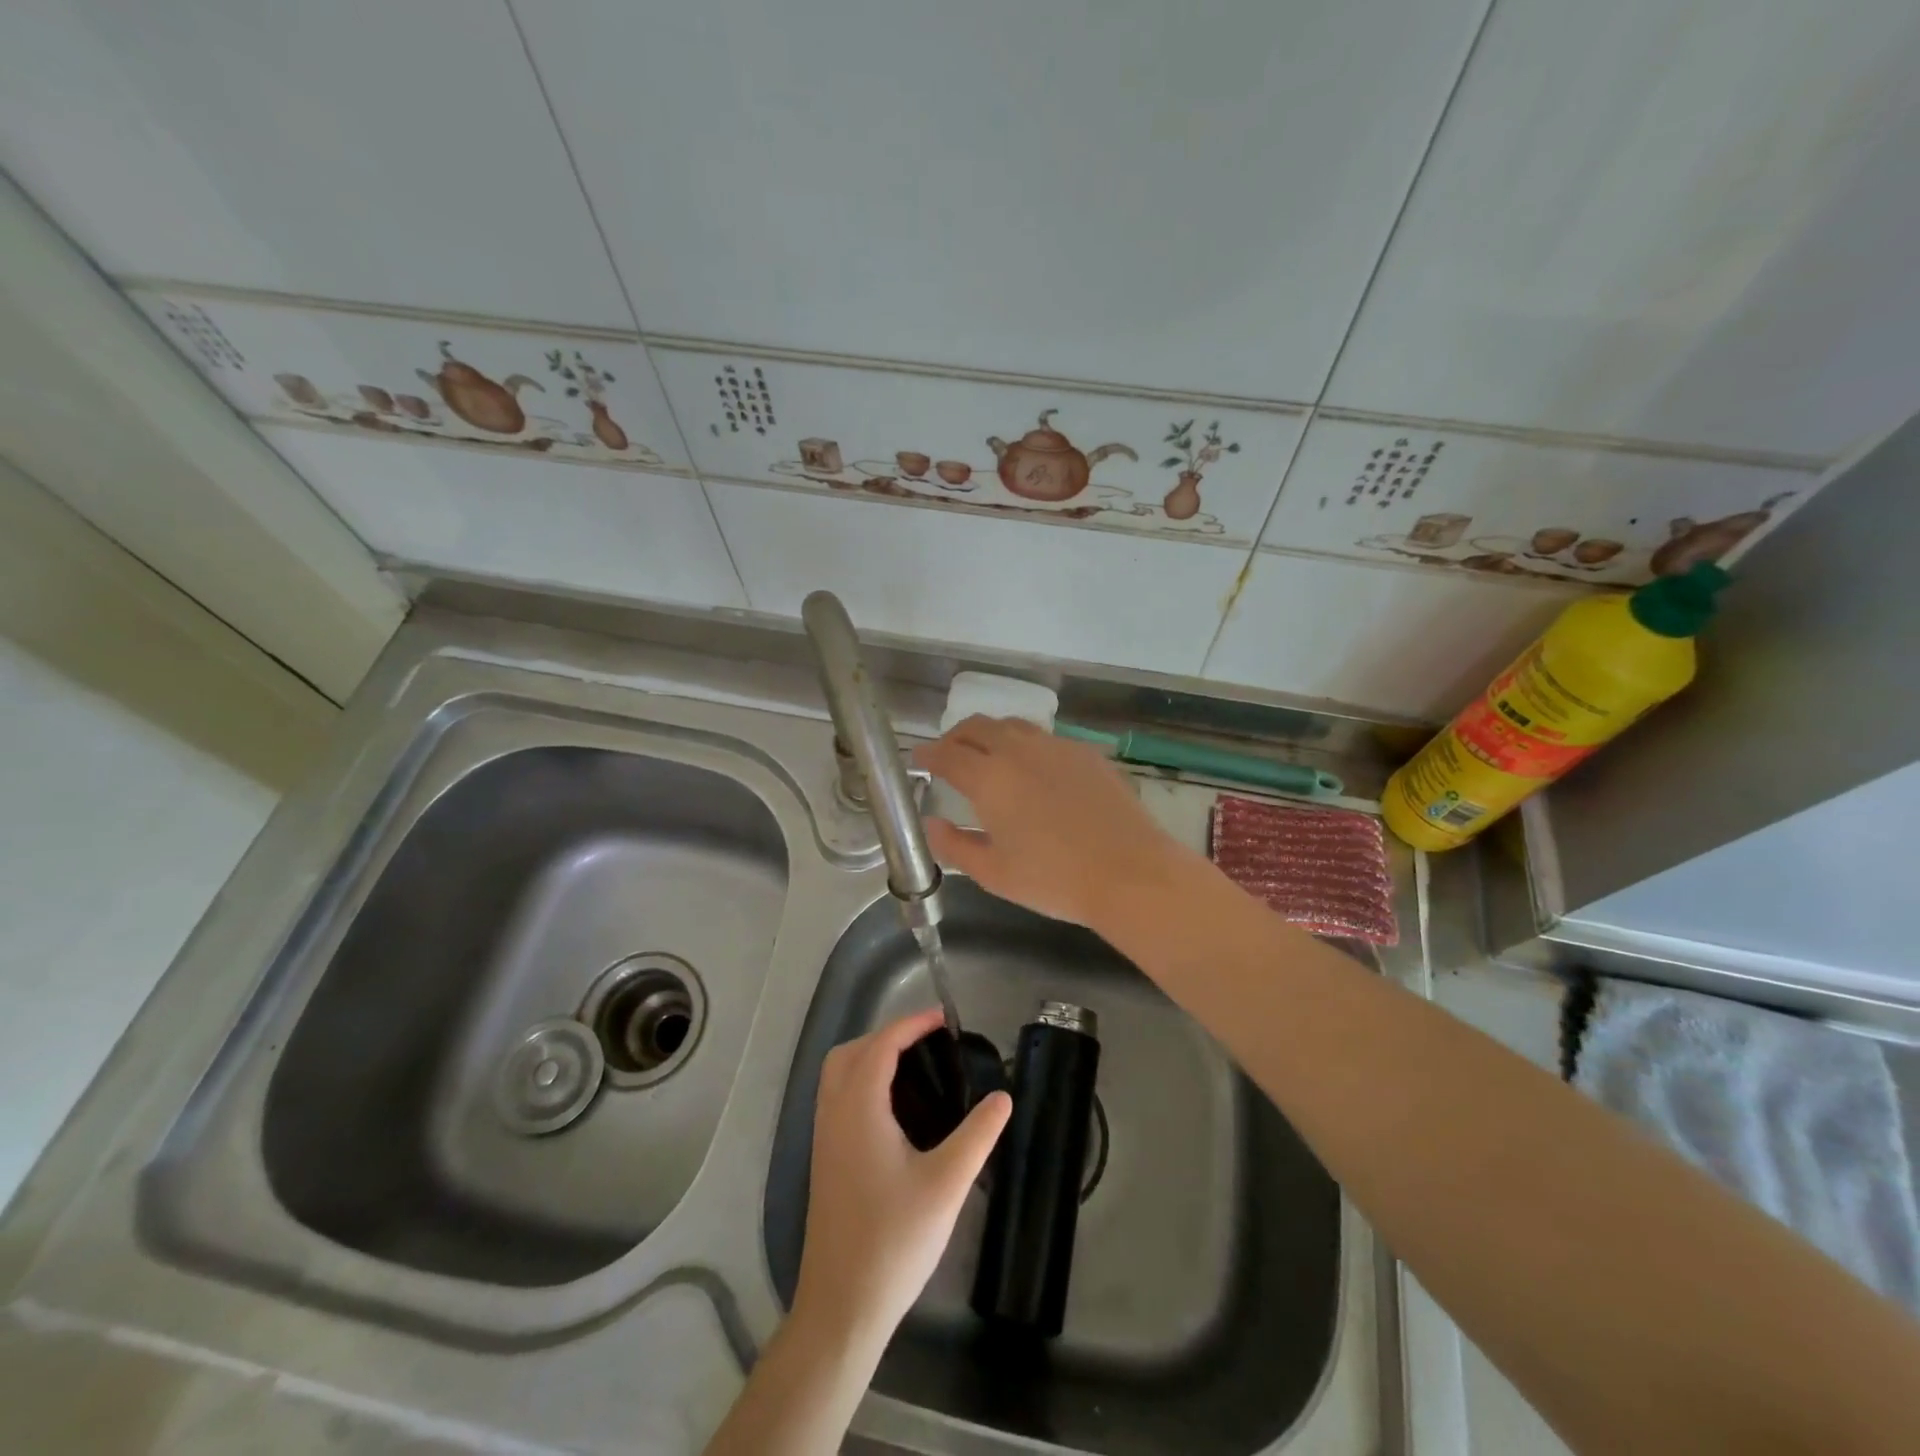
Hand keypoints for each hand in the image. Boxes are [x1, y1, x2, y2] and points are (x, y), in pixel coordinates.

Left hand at [795, 1009, 1011, 1346]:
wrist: (842, 1306)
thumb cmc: (894, 1239)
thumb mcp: (947, 1183)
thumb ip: (977, 1135)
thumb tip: (1003, 1098)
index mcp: (858, 1107)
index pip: (882, 1044)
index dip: (912, 1024)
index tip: (944, 1021)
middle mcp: (834, 1112)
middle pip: (853, 1051)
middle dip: (888, 1035)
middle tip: (929, 1044)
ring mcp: (824, 1137)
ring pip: (839, 1073)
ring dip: (871, 1056)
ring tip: (913, 1068)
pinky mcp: (825, 1159)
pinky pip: (837, 1097)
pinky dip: (861, 1081)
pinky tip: (893, 1109)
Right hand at [914, 715, 1196, 928]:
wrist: (1129, 872)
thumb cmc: (1054, 879)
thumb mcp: (994, 873)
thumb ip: (955, 846)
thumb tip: (931, 825)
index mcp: (989, 778)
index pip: (946, 755)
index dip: (927, 755)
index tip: (918, 759)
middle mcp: (1019, 751)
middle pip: (977, 727)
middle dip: (956, 737)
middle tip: (949, 755)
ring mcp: (1056, 747)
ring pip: (1013, 726)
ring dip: (992, 735)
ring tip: (989, 757)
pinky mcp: (1086, 753)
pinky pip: (1045, 738)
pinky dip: (1026, 745)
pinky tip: (1034, 770)